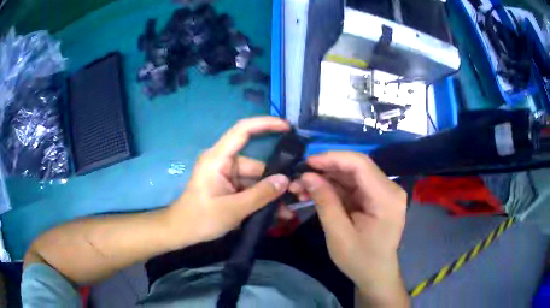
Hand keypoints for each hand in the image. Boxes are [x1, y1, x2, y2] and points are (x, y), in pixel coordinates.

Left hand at [166, 117, 291, 246]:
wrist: (182, 231)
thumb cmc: (201, 218)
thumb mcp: (233, 209)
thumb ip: (261, 194)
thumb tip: (286, 180)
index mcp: (218, 159)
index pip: (242, 131)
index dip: (265, 124)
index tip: (287, 126)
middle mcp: (224, 162)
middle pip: (256, 164)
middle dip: (275, 179)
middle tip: (296, 193)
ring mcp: (227, 175)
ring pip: (255, 179)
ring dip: (270, 194)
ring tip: (287, 210)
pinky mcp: (229, 187)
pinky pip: (250, 188)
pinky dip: (261, 199)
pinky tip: (276, 213)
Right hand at [290, 152, 408, 306]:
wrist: (376, 275)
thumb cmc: (360, 260)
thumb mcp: (338, 234)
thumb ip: (325, 202)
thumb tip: (307, 176)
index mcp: (386, 198)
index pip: (360, 164)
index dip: (332, 158)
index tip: (307, 163)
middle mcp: (389, 189)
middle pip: (356, 167)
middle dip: (326, 170)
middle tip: (299, 178)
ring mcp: (384, 192)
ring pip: (352, 175)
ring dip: (327, 179)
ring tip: (301, 187)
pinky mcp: (376, 198)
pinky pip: (353, 186)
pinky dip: (333, 188)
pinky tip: (315, 193)